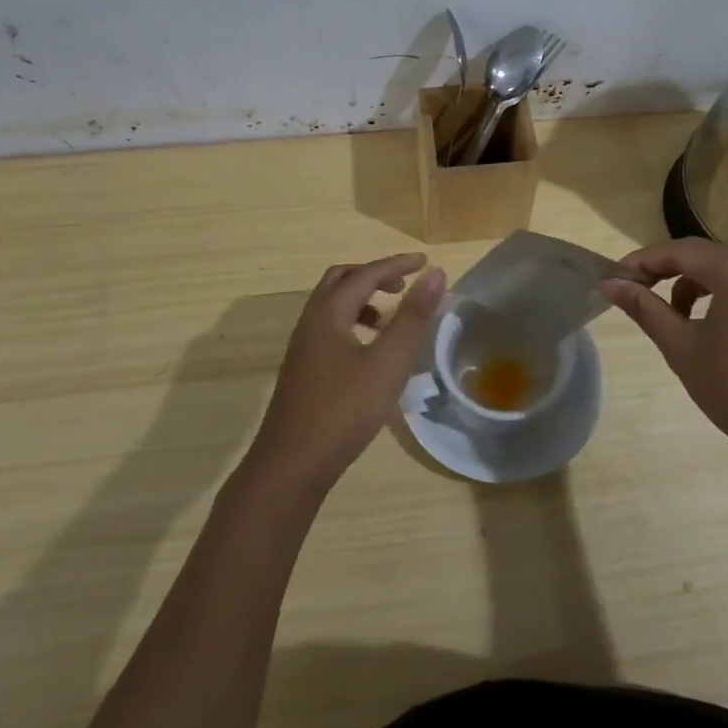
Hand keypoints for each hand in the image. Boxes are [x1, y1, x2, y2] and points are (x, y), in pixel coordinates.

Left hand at [246, 253, 445, 491]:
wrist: (291, 465)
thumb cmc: (343, 410)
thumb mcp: (388, 363)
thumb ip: (412, 317)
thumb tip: (435, 274)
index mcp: (328, 313)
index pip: (365, 273)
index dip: (396, 264)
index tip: (425, 262)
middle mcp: (310, 322)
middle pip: (340, 281)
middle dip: (373, 276)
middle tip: (403, 285)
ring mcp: (303, 348)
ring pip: (332, 307)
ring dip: (362, 301)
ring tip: (390, 318)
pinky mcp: (303, 371)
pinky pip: (330, 330)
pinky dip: (353, 324)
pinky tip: (370, 353)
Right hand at [600, 238, 727, 474]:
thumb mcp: (682, 348)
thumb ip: (645, 309)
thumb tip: (610, 284)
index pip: (679, 250)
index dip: (642, 261)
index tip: (615, 280)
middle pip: (705, 256)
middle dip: (667, 271)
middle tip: (637, 293)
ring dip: (695, 286)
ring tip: (675, 319)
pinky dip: (724, 299)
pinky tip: (715, 335)